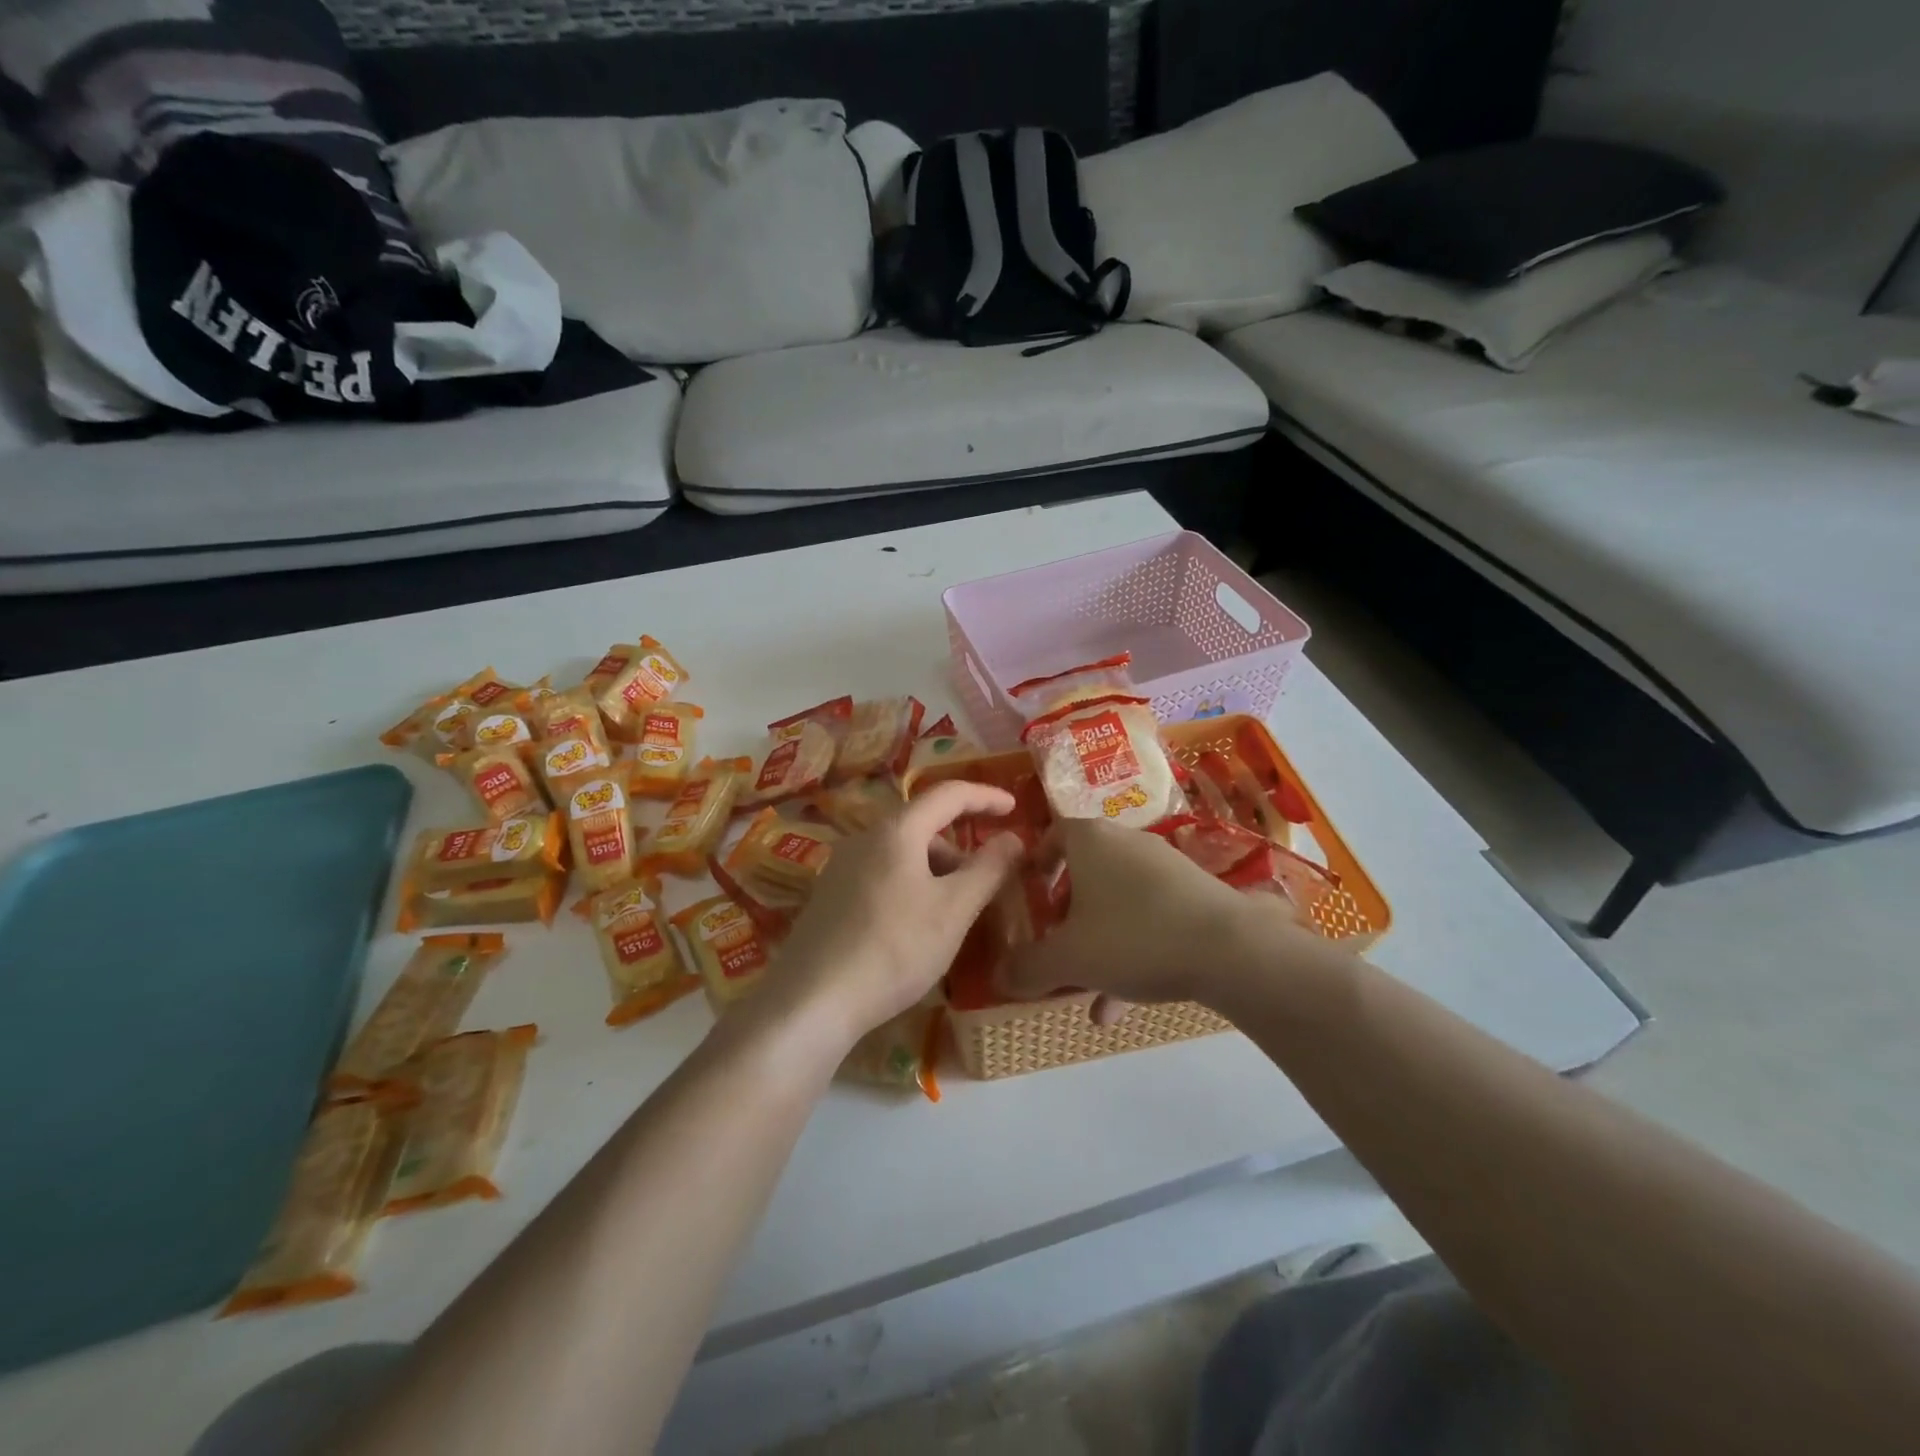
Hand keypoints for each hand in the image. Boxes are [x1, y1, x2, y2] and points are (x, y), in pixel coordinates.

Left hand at [764, 782, 1024, 1051]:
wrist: (812, 1001)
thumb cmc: (894, 948)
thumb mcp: (953, 910)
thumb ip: (988, 869)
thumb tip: (1013, 838)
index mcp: (896, 830)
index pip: (949, 794)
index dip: (985, 797)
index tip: (1015, 809)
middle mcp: (863, 838)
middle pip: (923, 826)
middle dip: (960, 849)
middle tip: (984, 885)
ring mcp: (840, 867)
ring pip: (902, 854)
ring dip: (935, 872)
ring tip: (951, 916)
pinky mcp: (828, 897)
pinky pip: (882, 876)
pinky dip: (910, 887)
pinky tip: (914, 929)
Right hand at [998, 818, 1316, 1021]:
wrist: (1230, 949)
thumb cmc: (1133, 937)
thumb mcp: (1068, 959)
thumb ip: (1028, 967)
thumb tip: (998, 976)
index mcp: (1090, 840)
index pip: (1052, 834)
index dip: (1035, 861)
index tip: (1026, 891)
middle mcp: (1126, 843)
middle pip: (1085, 873)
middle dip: (1066, 915)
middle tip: (1052, 945)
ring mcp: (1165, 867)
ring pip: (1116, 903)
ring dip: (1097, 944)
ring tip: (1084, 995)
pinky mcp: (1195, 894)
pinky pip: (1149, 918)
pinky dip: (1131, 951)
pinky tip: (1122, 1005)